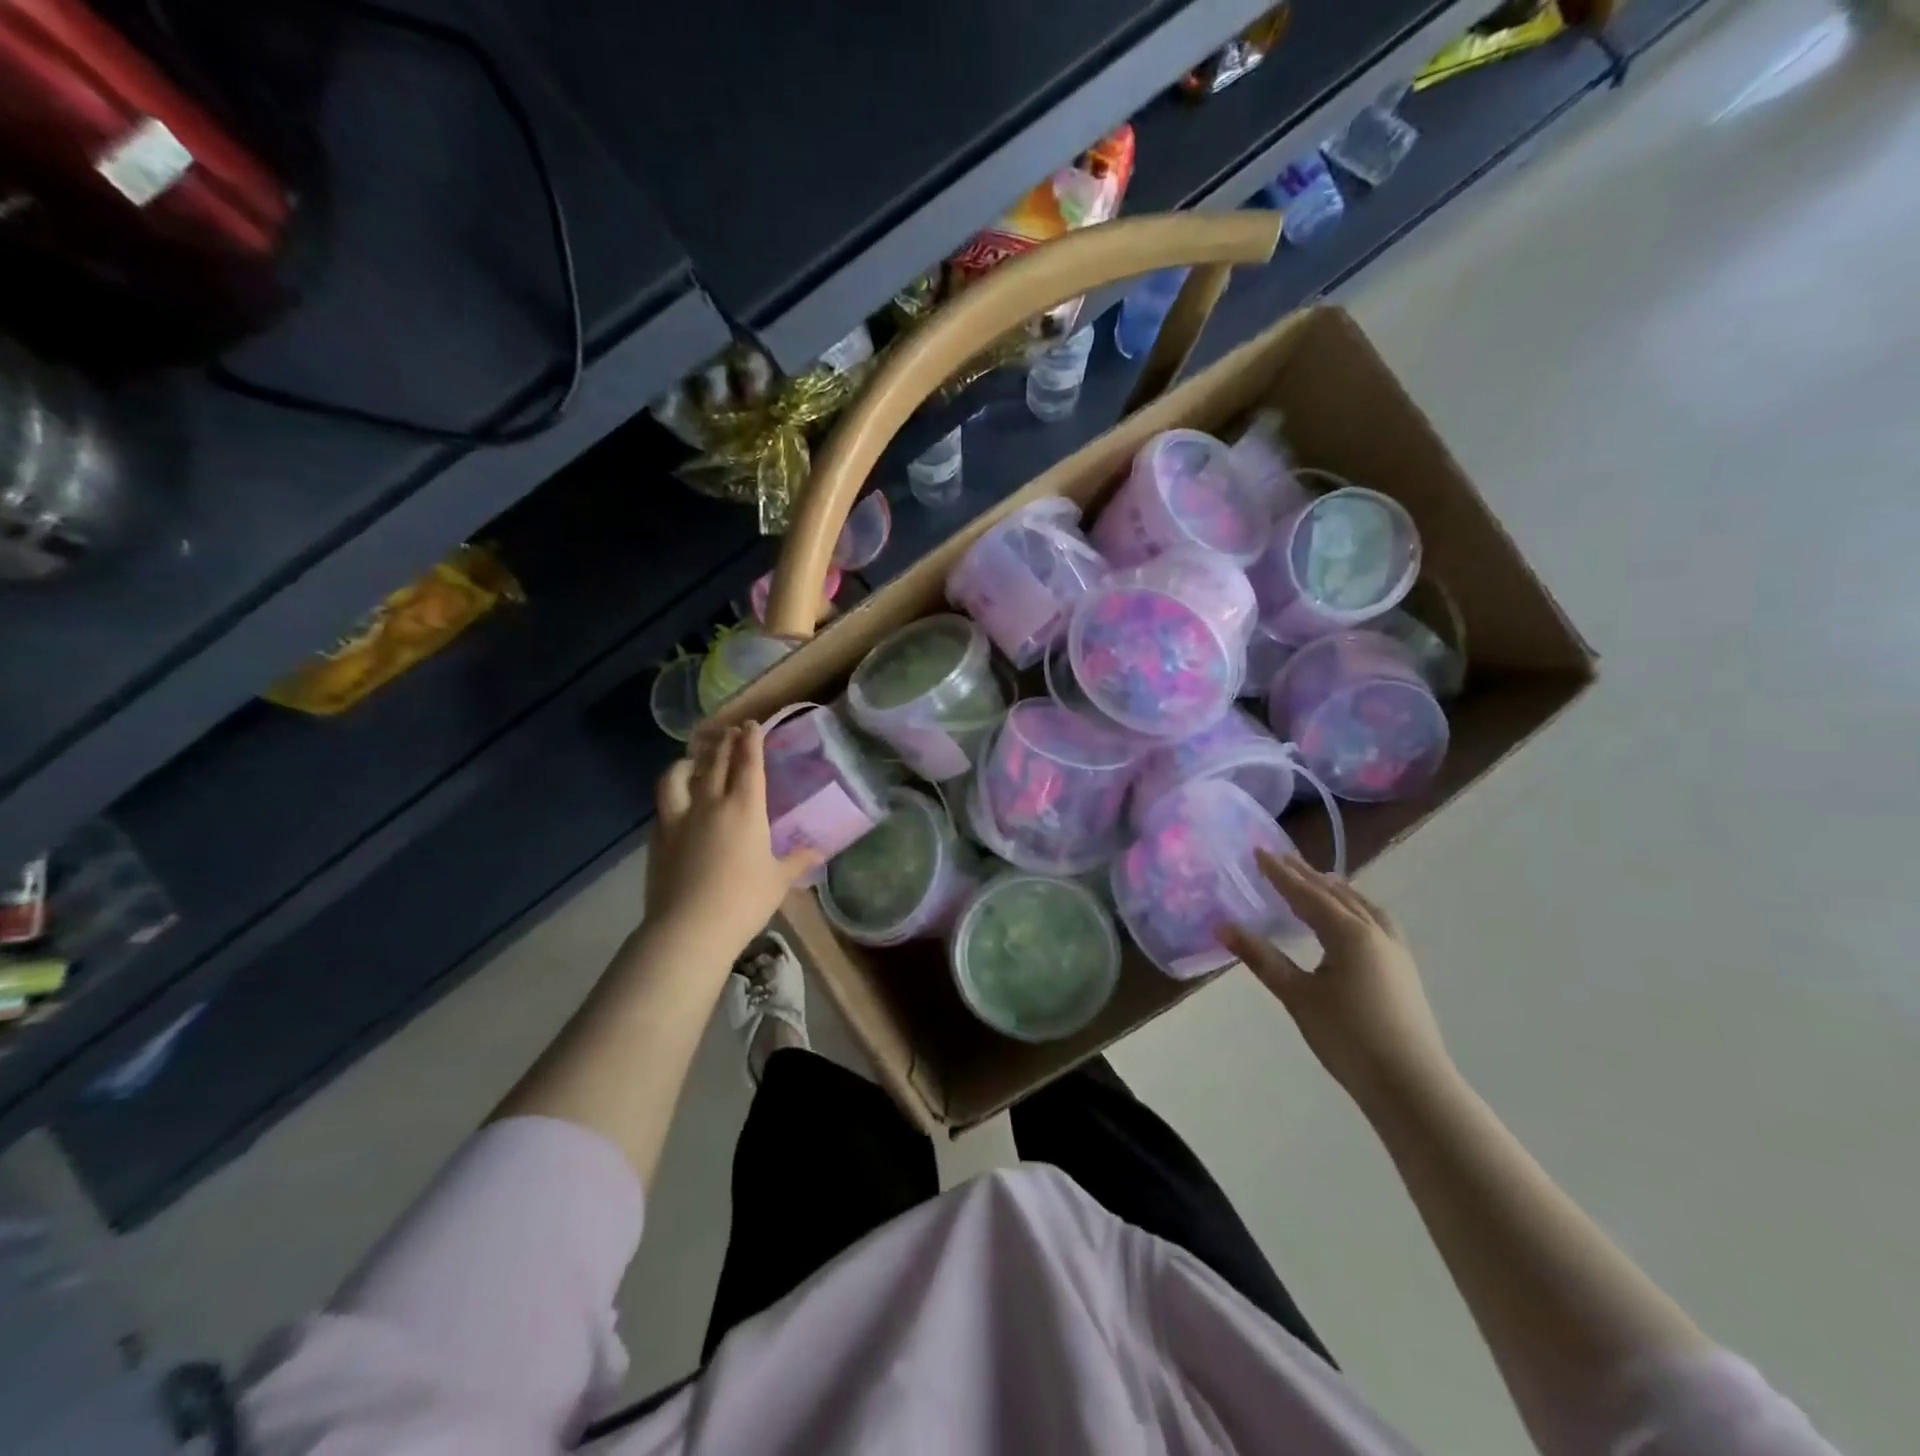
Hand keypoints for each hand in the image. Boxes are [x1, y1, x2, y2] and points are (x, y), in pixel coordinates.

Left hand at [645, 723, 820, 961]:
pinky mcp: (658, 837)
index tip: (751, 725)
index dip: (751, 740)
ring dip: (688, 762)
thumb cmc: (743, 901)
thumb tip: (818, 851)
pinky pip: (664, 805)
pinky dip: (673, 794)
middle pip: (716, 761)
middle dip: (725, 742)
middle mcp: (710, 803)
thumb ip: (797, 860)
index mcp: (745, 809)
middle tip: (731, 732)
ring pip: (678, 776)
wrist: (689, 928)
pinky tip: (677, 803)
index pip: (749, 763)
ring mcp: (679, 818)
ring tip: (693, 760)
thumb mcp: (778, 880)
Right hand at [1218, 854, 1454, 1111]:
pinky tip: (1350, 921)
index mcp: (1349, 933)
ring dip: (1336, 890)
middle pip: (1336, 894)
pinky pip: (1375, 921)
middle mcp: (1376, 932)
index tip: (1259, 850)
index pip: (1307, 894)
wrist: (1411, 1086)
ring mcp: (1395, 951)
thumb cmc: (1348, 1037)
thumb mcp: (1297, 995)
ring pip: (1362, 906)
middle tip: (1281, 858)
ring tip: (1317, 881)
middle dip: (1307, 876)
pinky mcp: (1402, 970)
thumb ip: (1261, 958)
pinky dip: (1355, 908)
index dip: (1281, 873)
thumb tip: (1223, 926)